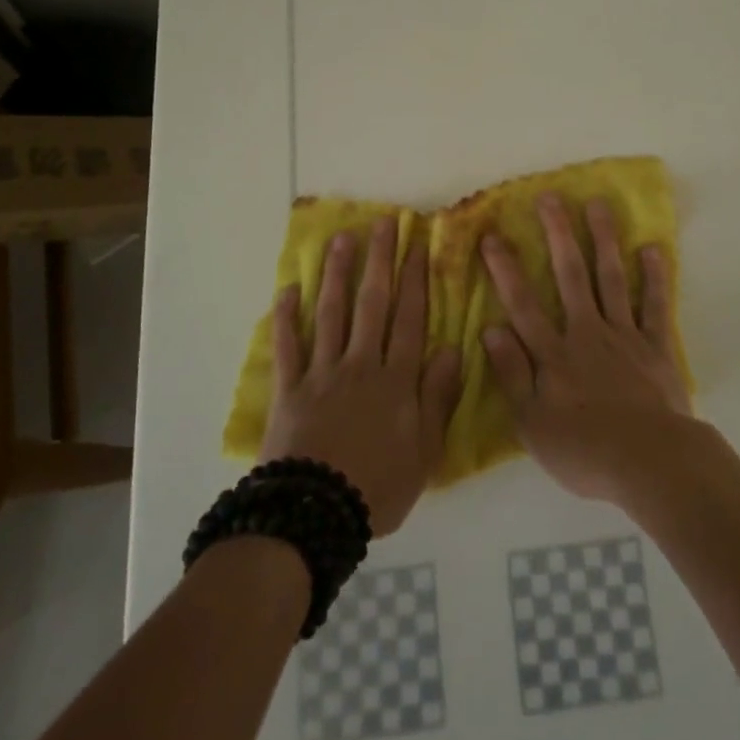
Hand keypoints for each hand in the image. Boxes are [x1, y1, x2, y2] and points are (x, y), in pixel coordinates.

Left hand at [261, 217, 461, 534]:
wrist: (313, 517)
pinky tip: (288, 290)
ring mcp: (322, 373)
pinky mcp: (289, 389)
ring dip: (336, 274)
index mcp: (396, 380)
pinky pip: (288, 347)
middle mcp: (360, 365)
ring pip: (331, 313)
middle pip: (372, 304)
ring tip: (341, 239)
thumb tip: (453, 350)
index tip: (417, 243)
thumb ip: (438, 398)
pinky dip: (287, 318)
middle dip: (379, 260)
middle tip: (382, 222)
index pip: (410, 318)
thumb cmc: (377, 488)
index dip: (415, 279)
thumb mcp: (424, 452)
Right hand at [480, 195, 692, 504]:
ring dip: (603, 240)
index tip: (492, 235)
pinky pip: (655, 306)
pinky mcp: (657, 347)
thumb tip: (490, 329)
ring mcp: (624, 336)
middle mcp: (587, 333)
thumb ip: (512, 374)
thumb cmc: (584, 451)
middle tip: (550, 197)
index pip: (522, 304)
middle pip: (570, 276)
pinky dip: (654, 277)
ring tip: (598, 205)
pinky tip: (652, 249)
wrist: (649, 463)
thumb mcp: (532, 424)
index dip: (505, 269)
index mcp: (554, 354)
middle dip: (558, 234)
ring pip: (611, 279)